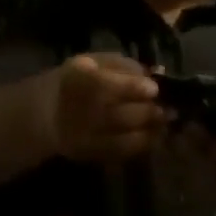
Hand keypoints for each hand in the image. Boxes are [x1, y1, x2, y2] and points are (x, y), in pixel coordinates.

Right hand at [45, 53, 165, 163]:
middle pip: (120, 115)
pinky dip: (140, 146)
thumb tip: (152, 74)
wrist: (46, 112)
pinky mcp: (90, 155)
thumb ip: (121, 65)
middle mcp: (79, 110)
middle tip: (168, 108)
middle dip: (148, 112)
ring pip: (123, 137)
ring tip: (165, 122)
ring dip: (149, 131)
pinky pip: (121, 153)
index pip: (108, 86)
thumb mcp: (92, 61)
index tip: (155, 88)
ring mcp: (84, 137)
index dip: (134, 88)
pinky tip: (153, 136)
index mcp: (79, 79)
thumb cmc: (76, 79)